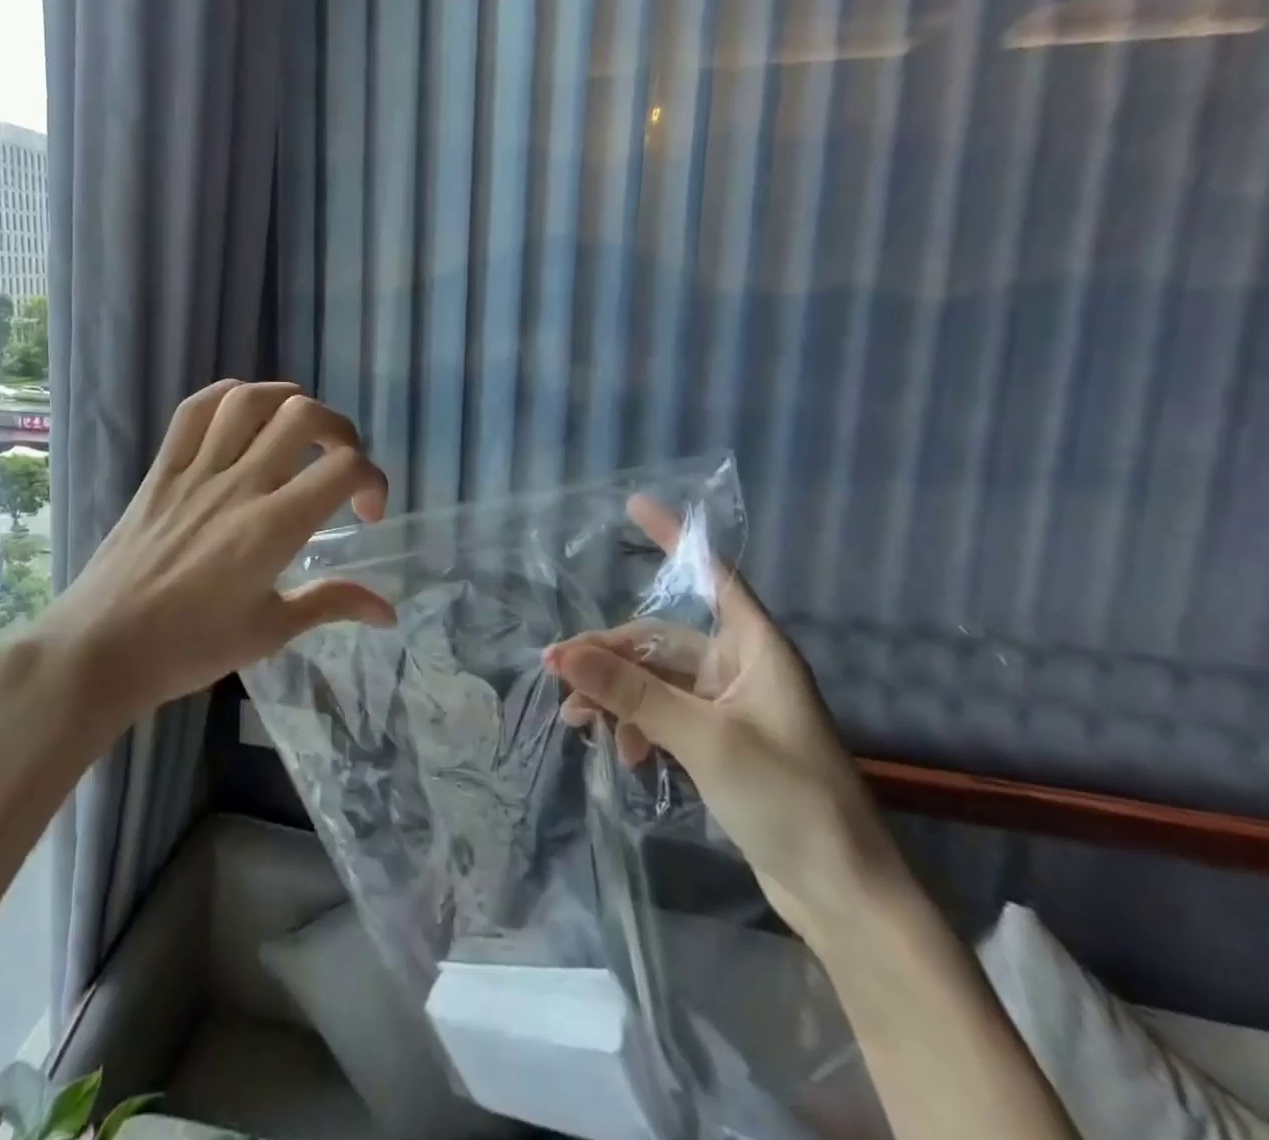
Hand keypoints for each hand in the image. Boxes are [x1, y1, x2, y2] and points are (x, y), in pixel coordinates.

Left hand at [29, 380, 394, 723]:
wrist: (102, 647)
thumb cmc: (189, 647)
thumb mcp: (270, 631)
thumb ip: (331, 604)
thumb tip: (388, 611)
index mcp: (272, 528)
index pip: (343, 468)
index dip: (373, 479)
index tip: (365, 513)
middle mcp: (239, 485)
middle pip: (303, 417)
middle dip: (339, 430)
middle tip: (339, 463)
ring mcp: (196, 471)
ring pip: (249, 400)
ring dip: (287, 401)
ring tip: (299, 427)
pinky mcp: (162, 469)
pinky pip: (193, 410)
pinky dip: (227, 396)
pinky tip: (243, 413)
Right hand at [544, 497, 901, 942]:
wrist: (843, 896)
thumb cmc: (788, 799)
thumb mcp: (703, 739)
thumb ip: (631, 692)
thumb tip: (561, 654)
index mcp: (755, 649)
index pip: (711, 575)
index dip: (674, 538)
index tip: (634, 505)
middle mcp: (740, 668)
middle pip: (660, 640)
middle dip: (609, 656)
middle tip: (559, 676)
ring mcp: (729, 707)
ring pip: (655, 680)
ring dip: (616, 695)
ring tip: (578, 722)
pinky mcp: (719, 743)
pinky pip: (663, 715)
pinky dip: (636, 726)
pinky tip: (621, 753)